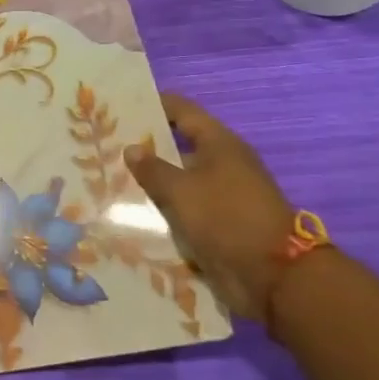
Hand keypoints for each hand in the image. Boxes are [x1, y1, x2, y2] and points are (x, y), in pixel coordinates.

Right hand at [124, 95, 296, 323]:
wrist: (272, 275)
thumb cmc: (226, 217)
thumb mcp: (181, 190)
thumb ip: (153, 168)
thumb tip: (132, 148)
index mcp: (220, 144)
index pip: (183, 111)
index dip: (155, 105)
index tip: (122, 105)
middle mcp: (222, 164)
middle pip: (178, 146)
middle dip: (145, 147)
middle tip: (106, 144)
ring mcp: (221, 195)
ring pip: (178, 180)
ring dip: (151, 181)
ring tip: (109, 177)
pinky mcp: (218, 223)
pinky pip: (183, 207)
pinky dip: (162, 207)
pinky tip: (131, 210)